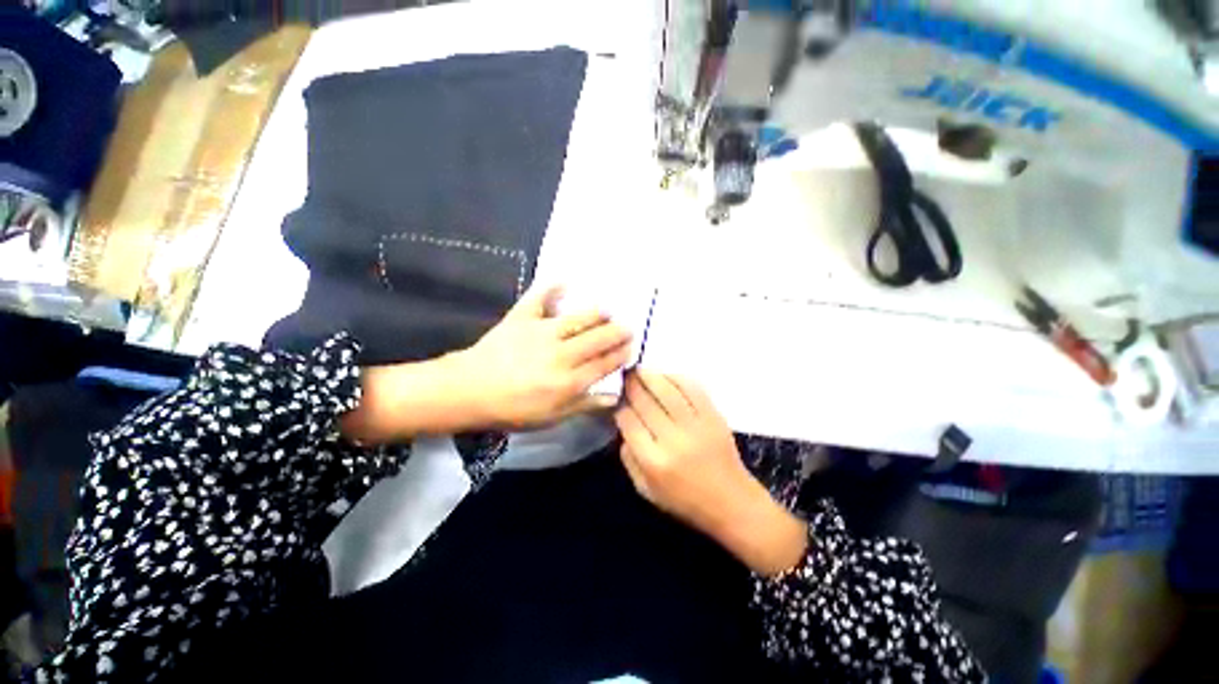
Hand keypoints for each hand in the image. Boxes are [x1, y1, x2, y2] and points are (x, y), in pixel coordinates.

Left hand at [451, 286, 632, 430]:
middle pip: (597, 340)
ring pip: (578, 319)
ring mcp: (540, 332)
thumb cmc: (512, 409)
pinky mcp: (521, 318)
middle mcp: (560, 353)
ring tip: (608, 310)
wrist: (469, 391)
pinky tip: (564, 279)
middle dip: (616, 333)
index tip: (631, 348)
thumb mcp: (551, 418)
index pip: (604, 364)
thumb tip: (614, 397)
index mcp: (568, 381)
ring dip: (597, 314)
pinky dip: (550, 287)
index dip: (620, 355)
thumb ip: (584, 405)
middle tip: (627, 328)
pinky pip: (538, 298)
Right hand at [614, 371, 807, 575]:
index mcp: (653, 461)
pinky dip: (677, 378)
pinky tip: (666, 375)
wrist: (731, 502)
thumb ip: (629, 458)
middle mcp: (673, 440)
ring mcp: (696, 426)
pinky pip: (693, 389)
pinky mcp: (713, 417)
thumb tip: (624, 424)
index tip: (617, 399)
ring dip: (651, 376)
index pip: (628, 421)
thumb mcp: (645, 490)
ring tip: (641, 370)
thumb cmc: (684, 500)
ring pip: (667, 391)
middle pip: (645, 402)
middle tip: (626, 376)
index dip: (620, 406)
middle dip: (632, 385)